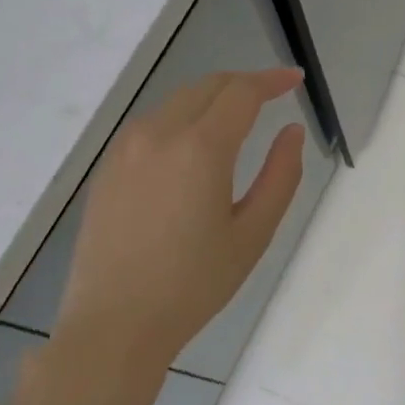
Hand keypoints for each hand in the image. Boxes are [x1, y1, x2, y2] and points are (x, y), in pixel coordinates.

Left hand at [16, 68, 306, 404]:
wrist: (114, 325)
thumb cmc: (195, 283)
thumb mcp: (254, 233)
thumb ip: (280, 175)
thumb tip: (292, 132)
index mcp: (200, 149)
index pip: (241, 93)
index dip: (272, 80)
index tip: (295, 79)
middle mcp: (158, 135)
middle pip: (207, 87)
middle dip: (244, 83)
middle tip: (274, 95)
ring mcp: (125, 149)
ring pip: (177, 101)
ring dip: (212, 98)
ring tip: (240, 117)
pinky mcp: (108, 168)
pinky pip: (152, 124)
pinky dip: (183, 117)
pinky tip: (196, 143)